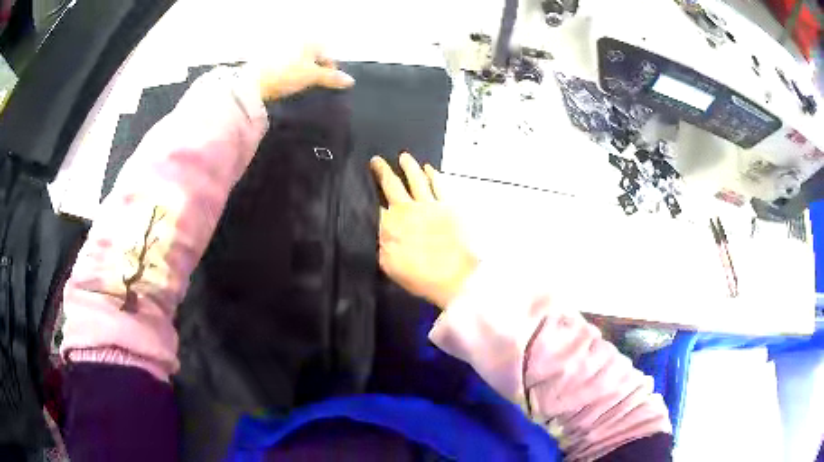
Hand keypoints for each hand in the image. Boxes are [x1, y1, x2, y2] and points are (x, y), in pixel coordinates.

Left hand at [246, 46, 354, 100]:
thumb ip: (332, 77)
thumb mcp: (312, 76)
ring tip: (298, 85)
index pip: (327, 54)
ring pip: (298, 60)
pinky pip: (284, 64)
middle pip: (313, 56)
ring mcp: (280, 47)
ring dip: (301, 71)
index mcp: (309, 39)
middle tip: (313, 85)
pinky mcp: (267, 57)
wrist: (253, 82)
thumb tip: (349, 81)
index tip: (329, 83)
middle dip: (315, 70)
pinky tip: (285, 83)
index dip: (330, 70)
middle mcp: (295, 39)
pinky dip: (288, 72)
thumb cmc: (285, 74)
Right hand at [370, 153, 477, 308]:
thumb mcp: (390, 267)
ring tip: (403, 156)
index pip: (374, 205)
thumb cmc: (421, 277)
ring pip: (415, 178)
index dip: (366, 194)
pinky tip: (429, 169)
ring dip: (408, 166)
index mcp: (390, 225)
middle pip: (391, 184)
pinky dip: (433, 174)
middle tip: (376, 160)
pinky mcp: (449, 206)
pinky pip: (438, 184)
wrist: (455, 278)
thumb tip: (376, 230)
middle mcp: (407, 209)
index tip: (361, 183)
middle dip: (382, 170)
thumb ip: (380, 245)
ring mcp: (429, 205)